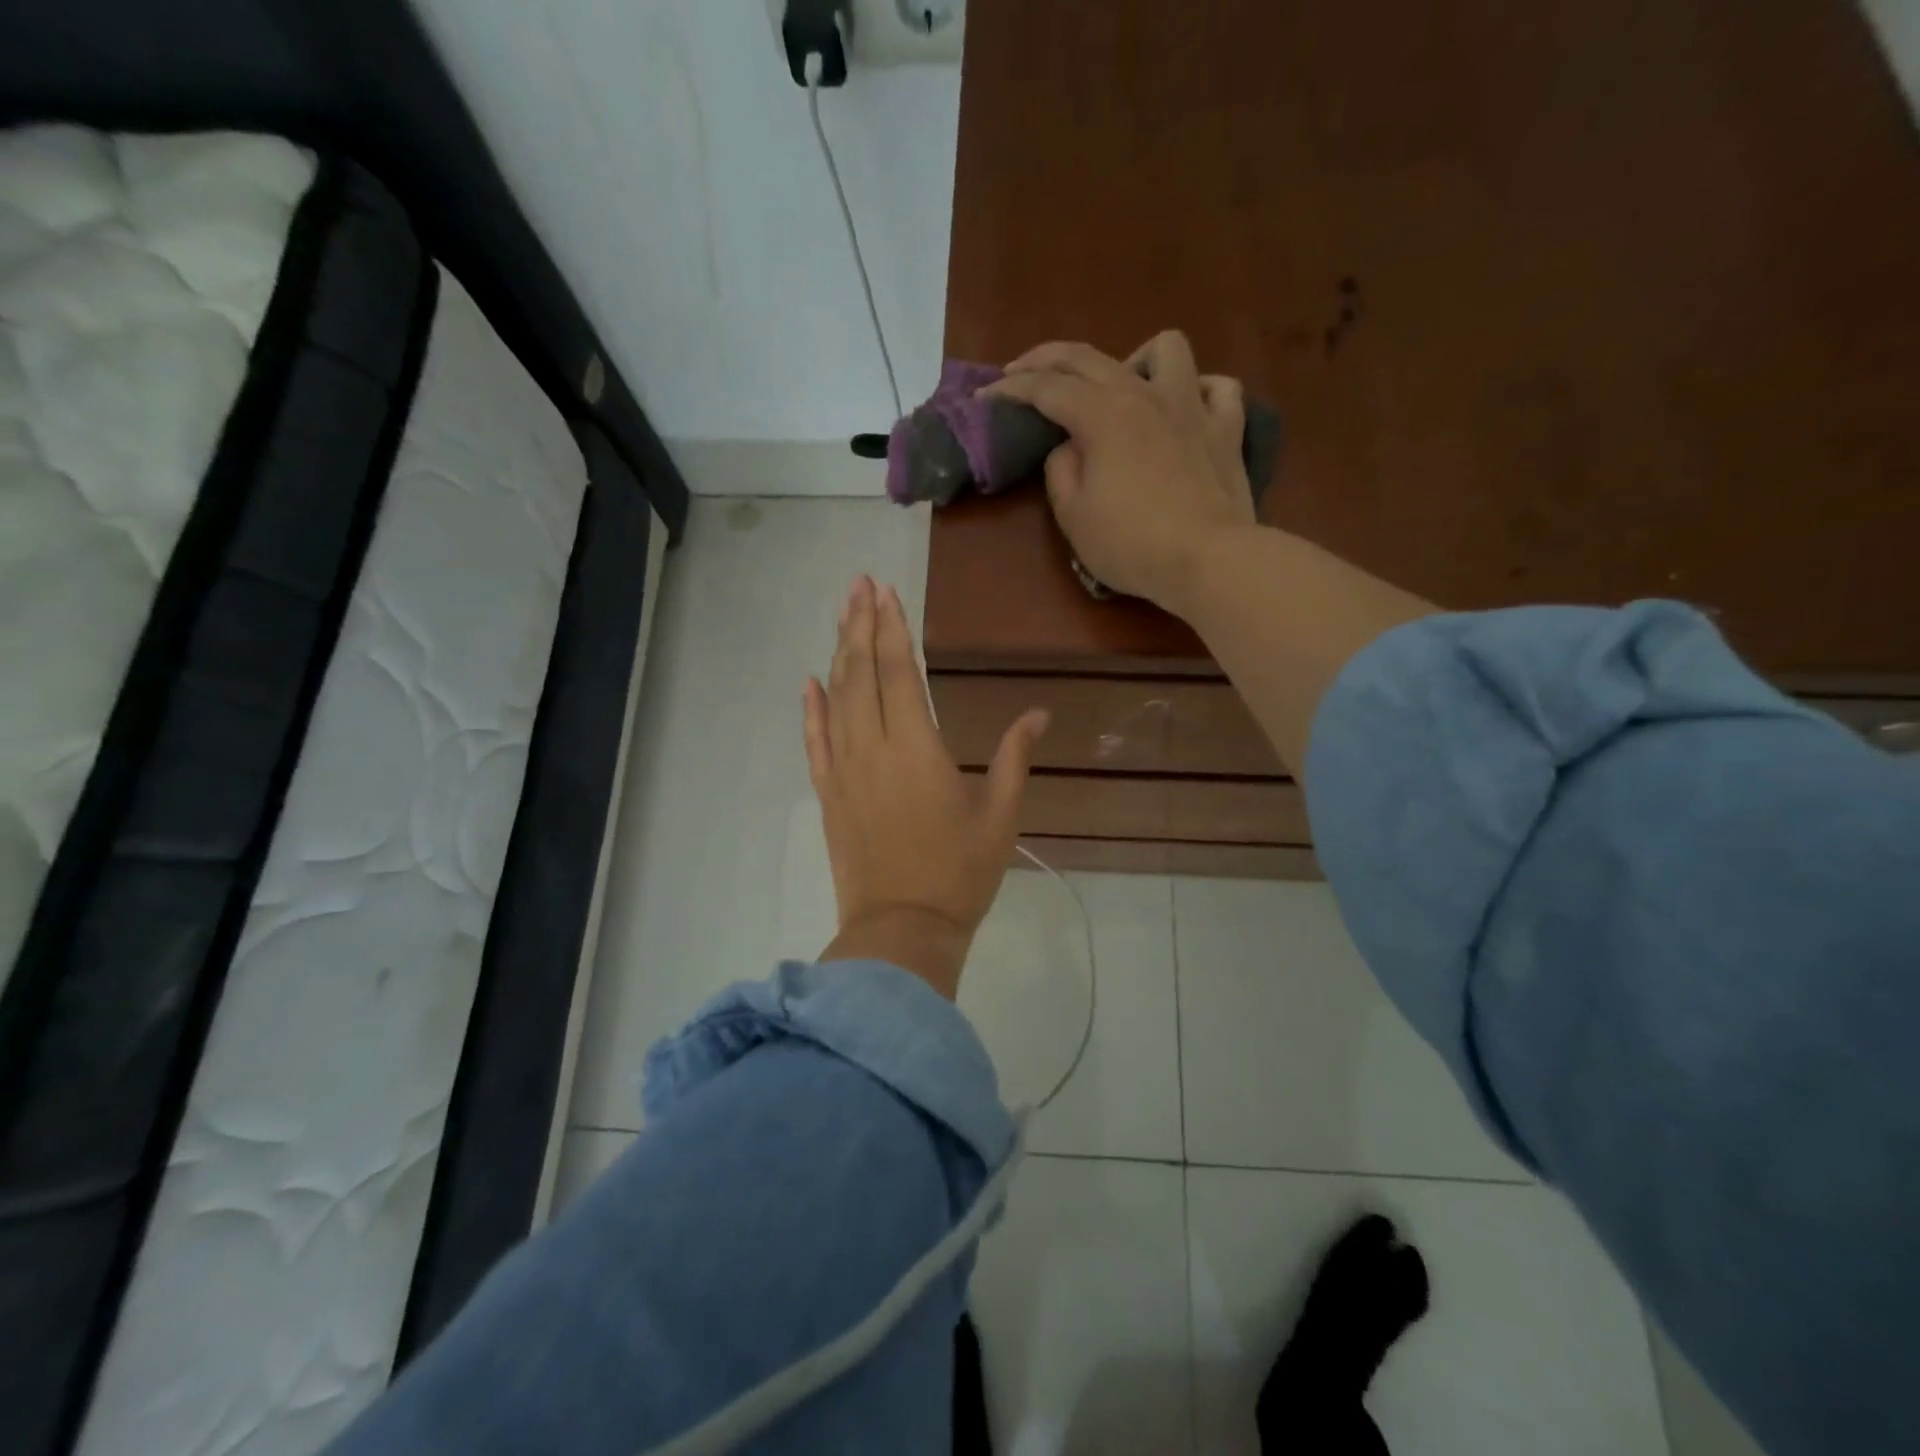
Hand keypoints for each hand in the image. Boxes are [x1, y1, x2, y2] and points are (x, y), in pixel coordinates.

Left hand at [805, 576, 1048, 998]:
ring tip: (841, 615)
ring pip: (836, 698)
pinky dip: (811, 709)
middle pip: (862, 673)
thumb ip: (1015, 758)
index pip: (900, 672)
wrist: (900, 931)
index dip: (893, 628)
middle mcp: (873, 748)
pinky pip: (814, 741)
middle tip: (859, 584)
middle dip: (861, 625)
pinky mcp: (828, 794)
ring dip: (838, 653)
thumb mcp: (1000, 816)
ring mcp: (843, 771)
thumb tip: (1039, 713)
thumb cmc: (959, 875)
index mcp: (917, 748)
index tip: (887, 591)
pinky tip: (808, 682)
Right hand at [987, 330, 1256, 612]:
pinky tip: (1186, 408)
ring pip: (1166, 349)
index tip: (985, 395)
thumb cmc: (1132, 544)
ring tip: (1123, 389)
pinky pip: (1218, 388)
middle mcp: (1145, 395)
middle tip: (1022, 373)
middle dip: (1047, 359)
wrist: (1208, 560)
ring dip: (1135, 360)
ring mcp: (1193, 407)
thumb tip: (1069, 448)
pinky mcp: (1227, 429)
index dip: (1011, 389)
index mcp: (1102, 415)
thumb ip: (1061, 472)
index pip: (1046, 388)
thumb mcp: (1074, 517)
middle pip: (1090, 358)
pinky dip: (1199, 391)